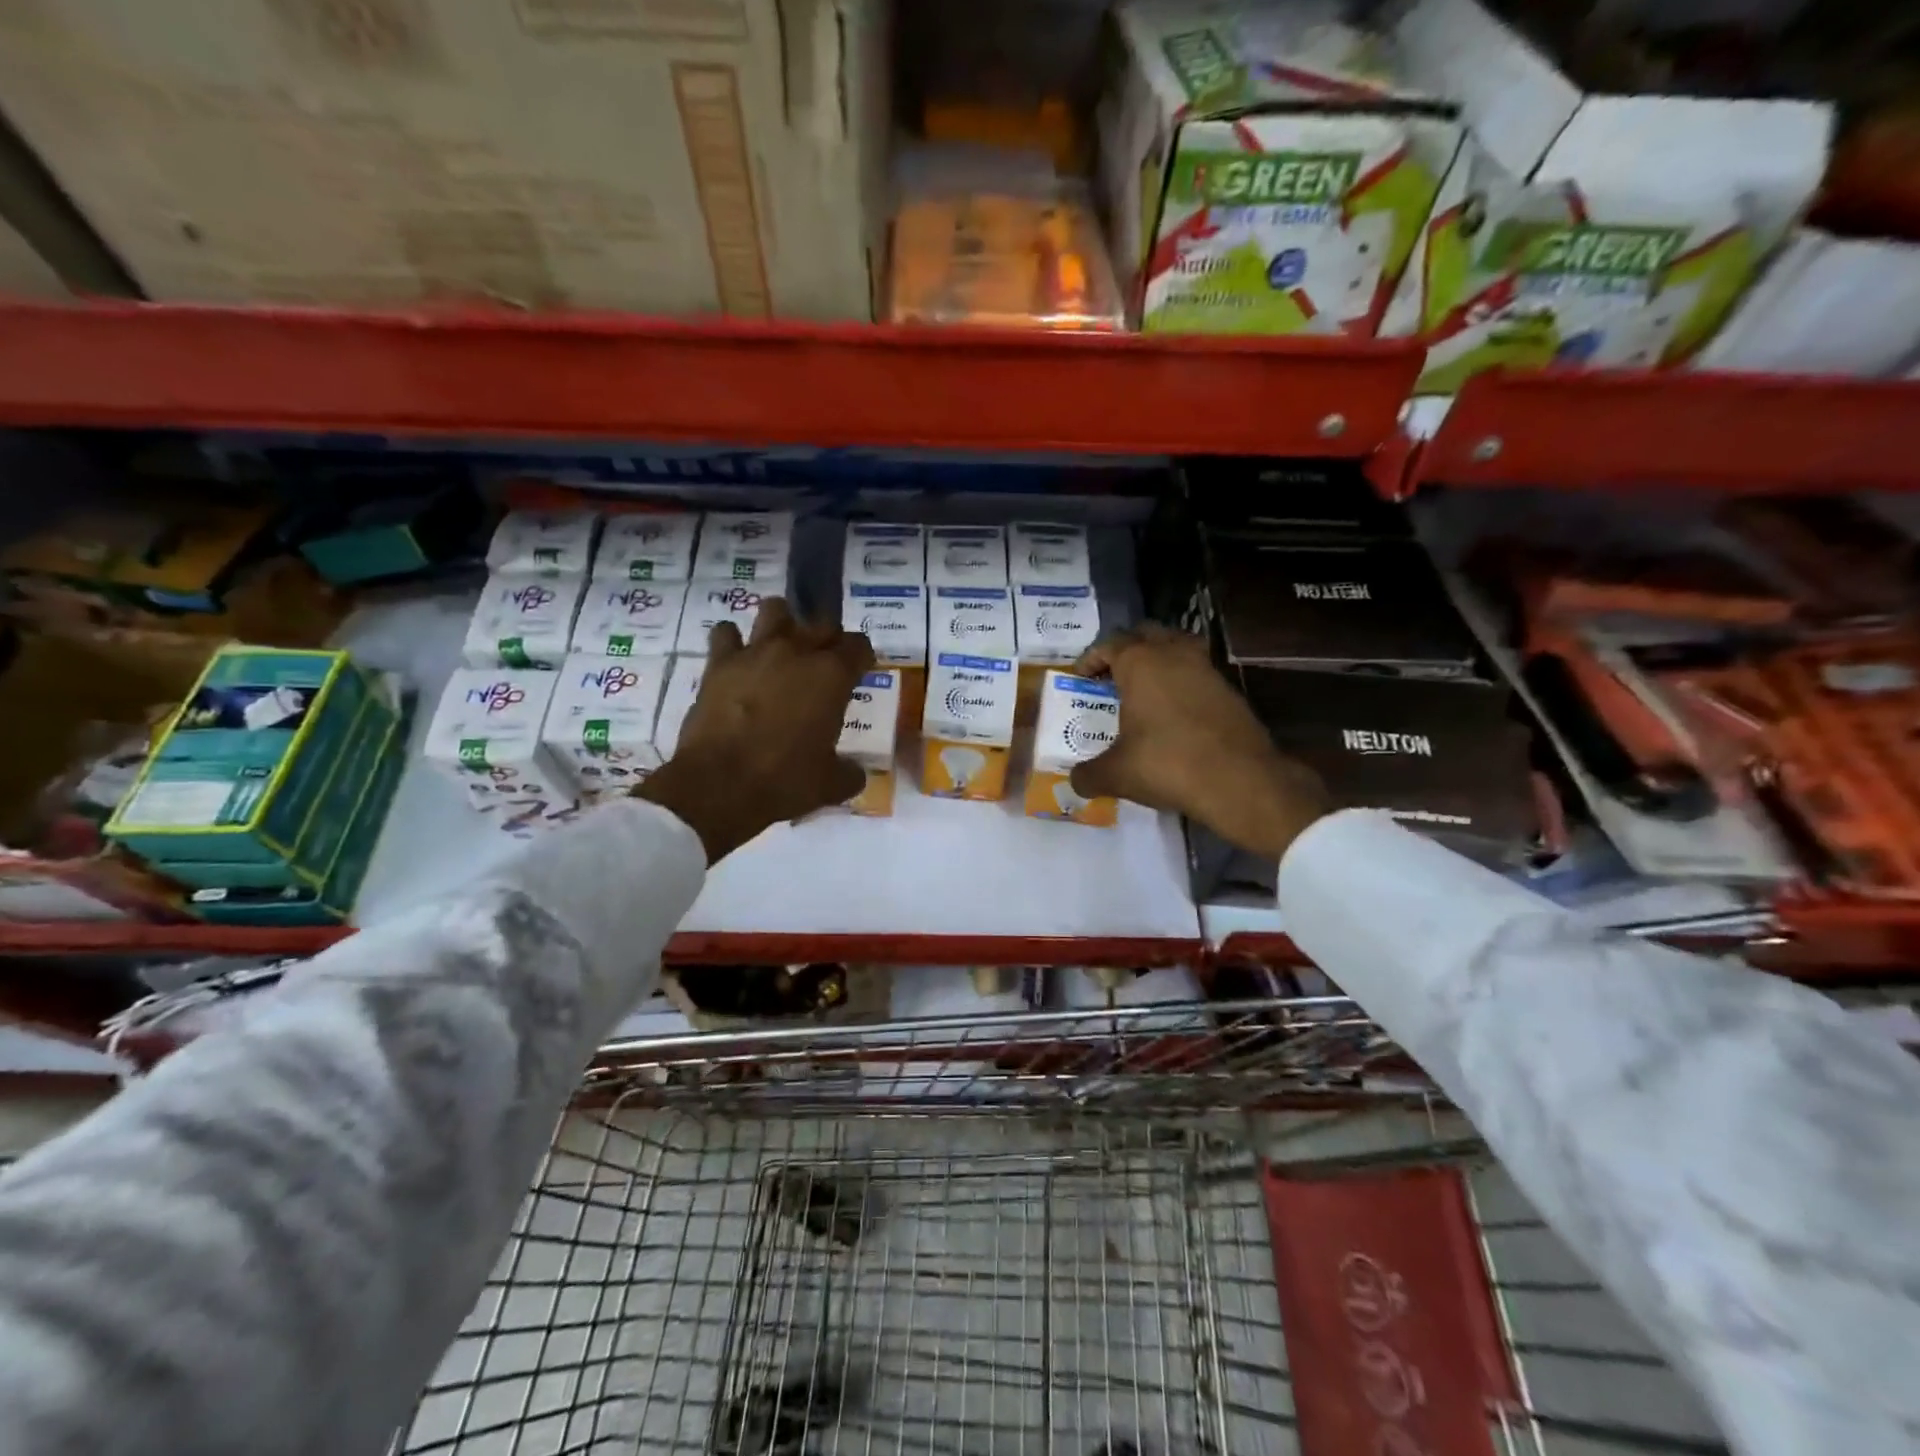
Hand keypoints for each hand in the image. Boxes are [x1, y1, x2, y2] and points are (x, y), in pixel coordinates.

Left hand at [636, 599, 874, 862]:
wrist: (719, 785)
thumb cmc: (784, 782)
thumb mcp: (830, 785)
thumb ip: (849, 773)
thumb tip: (855, 773)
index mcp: (832, 676)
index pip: (859, 646)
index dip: (862, 657)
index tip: (860, 670)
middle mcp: (797, 652)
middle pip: (822, 622)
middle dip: (828, 638)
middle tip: (825, 662)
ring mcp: (756, 652)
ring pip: (775, 610)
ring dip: (783, 622)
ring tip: (782, 646)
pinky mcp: (719, 663)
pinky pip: (726, 633)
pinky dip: (733, 641)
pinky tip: (737, 658)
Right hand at [1069, 624, 1331, 862]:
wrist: (1241, 781)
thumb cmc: (1168, 765)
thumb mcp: (1117, 774)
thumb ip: (1088, 774)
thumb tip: (1075, 780)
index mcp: (1140, 663)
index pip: (1109, 644)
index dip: (1091, 658)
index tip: (1080, 677)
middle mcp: (1174, 654)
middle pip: (1146, 634)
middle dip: (1126, 650)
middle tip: (1111, 677)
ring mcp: (1207, 669)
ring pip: (1177, 648)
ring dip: (1158, 660)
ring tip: (1144, 690)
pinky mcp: (1229, 690)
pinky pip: (1197, 673)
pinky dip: (1181, 682)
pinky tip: (1173, 712)